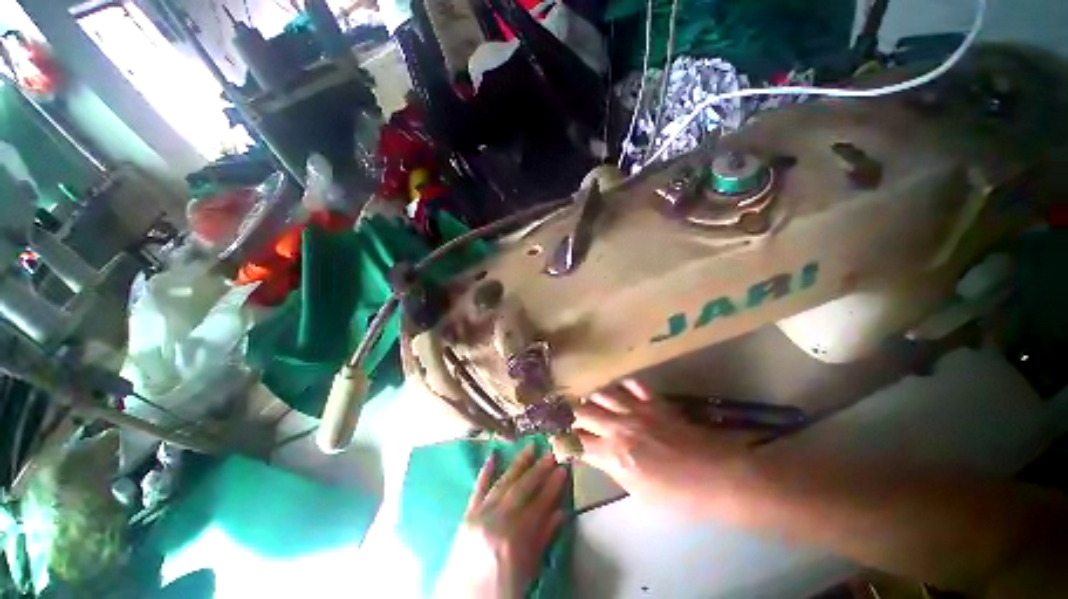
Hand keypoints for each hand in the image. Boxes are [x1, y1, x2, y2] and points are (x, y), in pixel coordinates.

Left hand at [435, 445, 567, 598]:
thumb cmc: (501, 593)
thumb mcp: (528, 571)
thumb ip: (543, 538)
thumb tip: (561, 512)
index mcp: (514, 539)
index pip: (539, 505)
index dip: (553, 487)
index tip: (563, 470)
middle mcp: (496, 522)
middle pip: (522, 489)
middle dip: (538, 470)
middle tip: (551, 454)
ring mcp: (479, 516)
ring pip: (503, 483)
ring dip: (518, 464)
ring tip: (531, 447)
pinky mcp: (467, 516)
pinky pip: (477, 489)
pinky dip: (485, 471)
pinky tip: (493, 455)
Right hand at [573, 380, 753, 514]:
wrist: (717, 477)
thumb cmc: (679, 497)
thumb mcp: (639, 494)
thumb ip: (614, 470)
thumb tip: (599, 456)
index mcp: (613, 455)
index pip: (576, 442)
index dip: (562, 441)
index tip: (557, 440)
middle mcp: (618, 427)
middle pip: (583, 411)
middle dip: (571, 414)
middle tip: (569, 417)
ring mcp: (637, 410)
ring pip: (603, 393)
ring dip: (593, 397)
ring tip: (590, 401)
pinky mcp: (654, 401)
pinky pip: (632, 384)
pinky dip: (622, 386)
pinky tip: (619, 390)